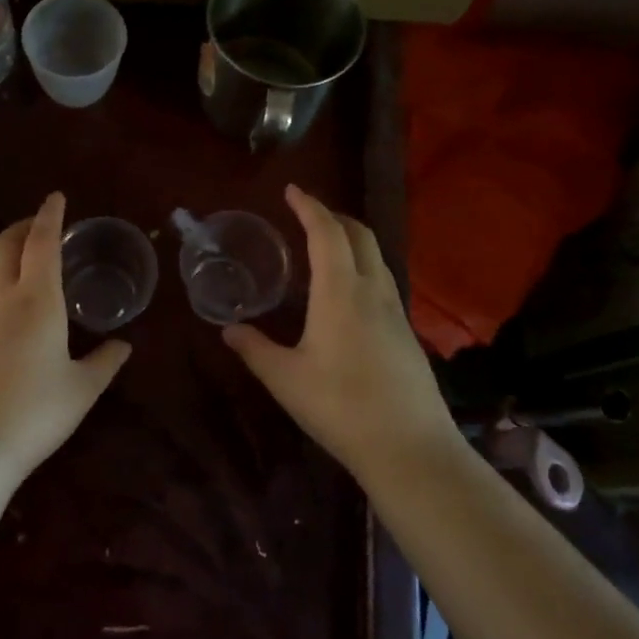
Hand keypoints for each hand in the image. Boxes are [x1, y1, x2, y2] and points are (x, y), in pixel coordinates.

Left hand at [0, 192, 130, 479]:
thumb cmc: (33, 415)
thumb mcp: (81, 391)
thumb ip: (105, 363)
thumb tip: (122, 345)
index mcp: (36, 302)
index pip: (42, 243)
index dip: (50, 216)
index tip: (56, 198)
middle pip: (4, 247)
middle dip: (21, 227)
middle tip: (37, 226)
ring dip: (2, 259)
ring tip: (20, 270)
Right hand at [223, 184, 455, 476]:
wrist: (410, 448)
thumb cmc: (340, 407)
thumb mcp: (285, 379)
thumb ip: (254, 349)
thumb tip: (229, 329)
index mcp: (340, 292)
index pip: (327, 233)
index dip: (309, 206)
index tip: (292, 190)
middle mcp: (373, 290)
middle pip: (360, 235)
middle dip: (334, 216)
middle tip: (307, 214)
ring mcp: (396, 311)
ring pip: (376, 257)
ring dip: (352, 239)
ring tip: (326, 246)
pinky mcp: (407, 332)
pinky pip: (383, 280)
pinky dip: (362, 266)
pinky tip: (348, 291)